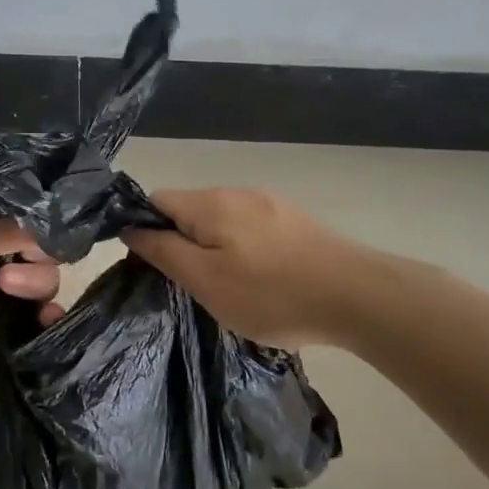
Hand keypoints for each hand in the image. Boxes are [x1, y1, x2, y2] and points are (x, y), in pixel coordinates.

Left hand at [0, 203, 62, 358]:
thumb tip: (46, 224)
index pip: (22, 222)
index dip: (41, 233)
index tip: (42, 248)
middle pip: (31, 258)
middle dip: (37, 270)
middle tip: (11, 281)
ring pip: (24, 292)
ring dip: (40, 299)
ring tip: (38, 314)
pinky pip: (5, 324)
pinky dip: (26, 328)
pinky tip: (41, 334)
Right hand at [121, 188, 355, 346]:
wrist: (358, 296)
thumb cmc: (272, 294)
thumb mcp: (205, 280)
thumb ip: (164, 252)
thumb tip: (131, 228)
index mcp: (210, 203)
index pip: (156, 201)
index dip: (145, 231)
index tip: (154, 268)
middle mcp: (238, 192)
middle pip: (190, 211)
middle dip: (183, 244)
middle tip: (194, 287)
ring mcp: (271, 204)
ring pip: (223, 223)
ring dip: (215, 250)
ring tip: (230, 290)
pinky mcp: (295, 222)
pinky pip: (252, 231)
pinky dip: (245, 252)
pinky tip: (263, 282)